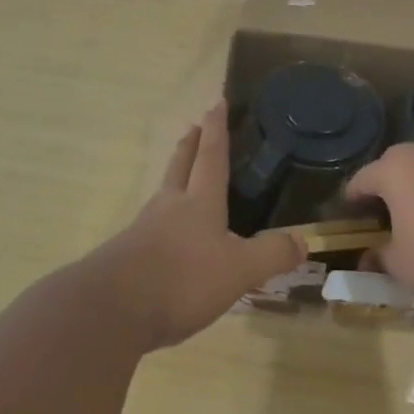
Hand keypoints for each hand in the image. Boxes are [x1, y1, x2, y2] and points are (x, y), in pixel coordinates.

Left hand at [83, 102, 305, 349]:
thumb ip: (271, 254)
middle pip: (180, 167)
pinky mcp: (126, 258)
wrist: (111, 311)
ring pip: (162, 194)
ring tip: (180, 176)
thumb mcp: (238, 270)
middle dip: (189, 145)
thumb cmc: (181, 280)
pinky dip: (162, 221)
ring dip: (173, 178)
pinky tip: (165, 237)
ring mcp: (143, 231)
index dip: (216, 129)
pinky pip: (149, 228)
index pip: (211, 156)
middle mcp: (169, 207)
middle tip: (193, 126)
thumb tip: (303, 240)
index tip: (215, 102)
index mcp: (199, 203)